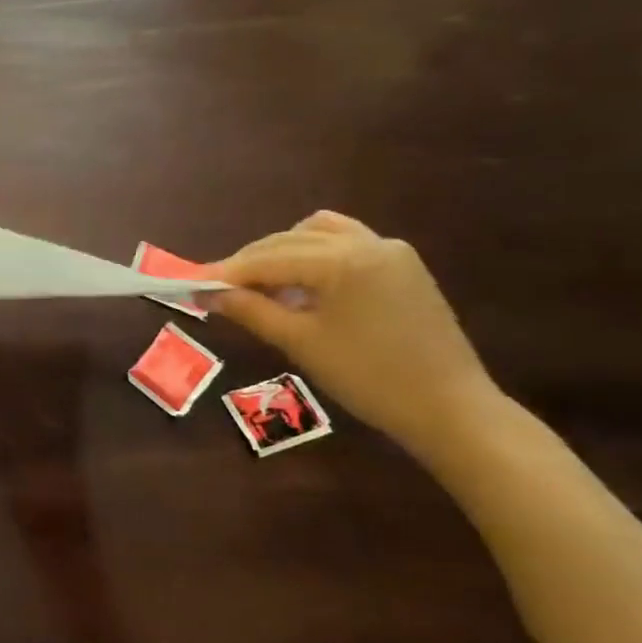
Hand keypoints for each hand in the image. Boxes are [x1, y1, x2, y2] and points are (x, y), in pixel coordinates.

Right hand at [210, 211, 500, 453]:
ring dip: (282, 252)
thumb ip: (251, 310)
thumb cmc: (369, 378)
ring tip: (262, 285)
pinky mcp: (402, 266)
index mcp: (344, 261)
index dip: (226, 272)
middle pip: (289, 240)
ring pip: (317, 233)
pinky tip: (302, 285)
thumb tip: (208, 293)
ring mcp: (390, 251)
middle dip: (251, 262)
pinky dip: (315, 255)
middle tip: (218, 289)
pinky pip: (346, 243)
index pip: (268, 259)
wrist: (449, 409)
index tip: (191, 283)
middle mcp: (368, 243)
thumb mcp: (300, 343)